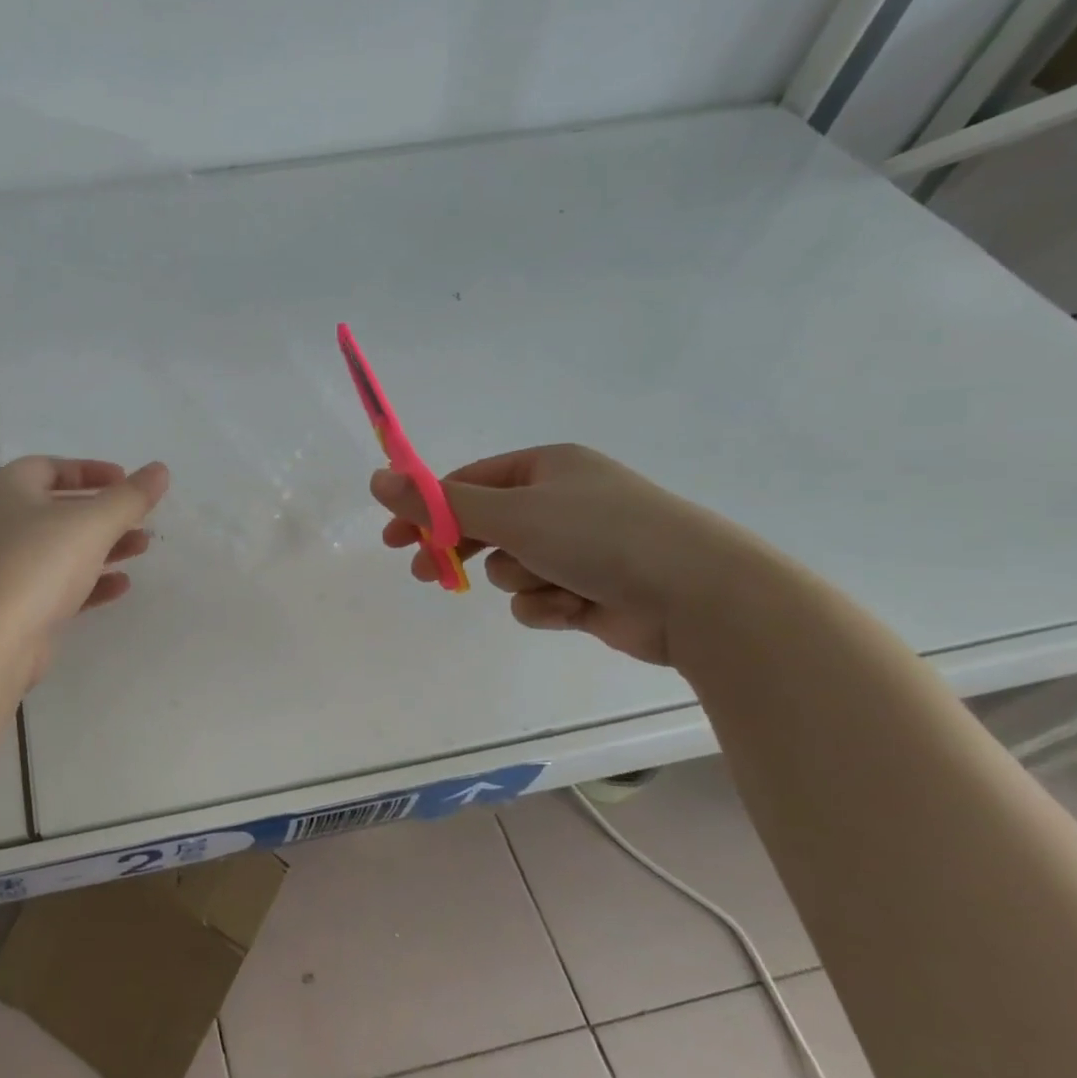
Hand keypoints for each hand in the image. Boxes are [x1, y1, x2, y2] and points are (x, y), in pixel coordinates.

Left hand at [0, 456, 169, 680]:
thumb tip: (160, 469)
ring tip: (142, 549)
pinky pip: (57, 585)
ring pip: (61, 549)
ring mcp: (5, 566)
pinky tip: (121, 586)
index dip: (91, 471)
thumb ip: (129, 497)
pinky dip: (89, 582)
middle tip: (141, 519)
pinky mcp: (15, 605)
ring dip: (103, 547)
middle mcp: (1, 522)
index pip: (51, 468)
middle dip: (104, 513)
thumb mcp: (92, 523)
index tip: (126, 480)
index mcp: (9, 489)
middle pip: (60, 509)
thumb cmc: (37, 564)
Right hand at [371, 443, 768, 666]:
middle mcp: (561, 501)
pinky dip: (547, 605)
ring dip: (519, 580)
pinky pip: (538, 597)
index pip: (468, 483)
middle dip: (460, 550)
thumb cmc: (599, 537)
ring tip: (549, 584)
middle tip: (425, 572)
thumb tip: (377, 479)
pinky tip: (572, 609)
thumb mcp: (510, 514)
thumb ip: (439, 504)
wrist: (700, 596)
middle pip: (484, 525)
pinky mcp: (589, 589)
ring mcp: (578, 547)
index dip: (427, 509)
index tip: (394, 538)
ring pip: (510, 567)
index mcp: (546, 468)